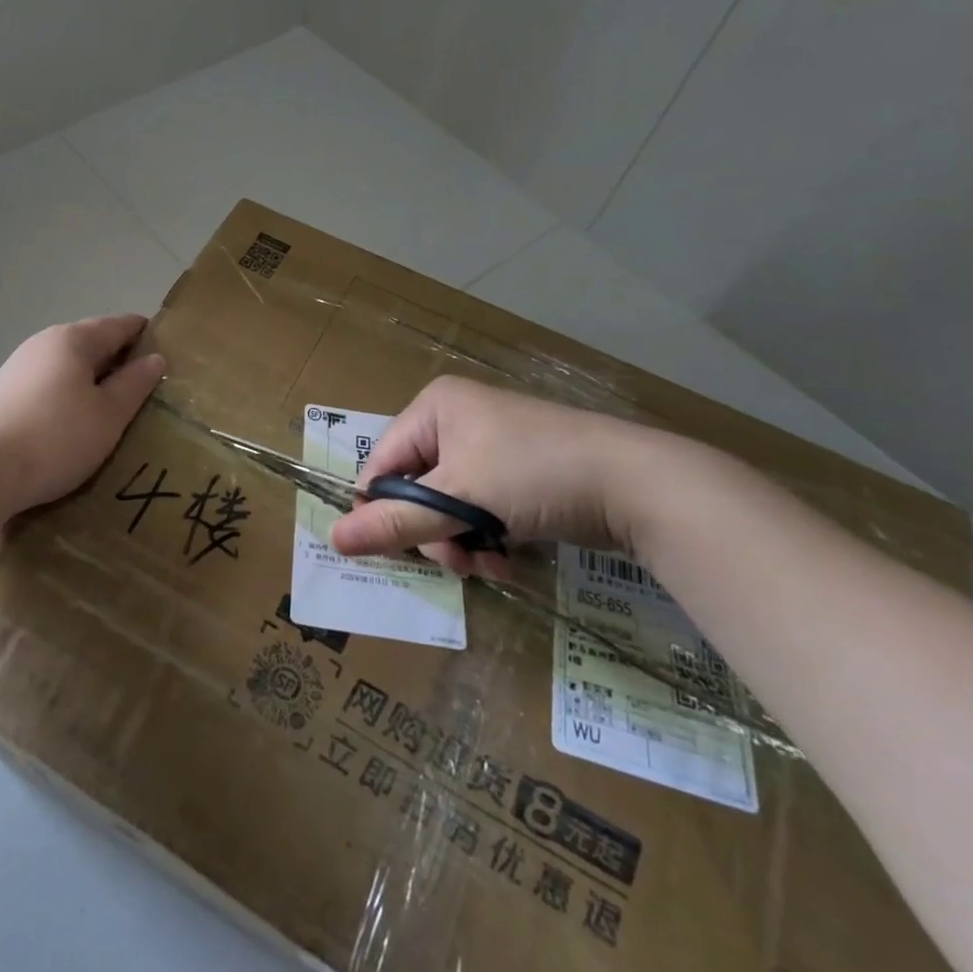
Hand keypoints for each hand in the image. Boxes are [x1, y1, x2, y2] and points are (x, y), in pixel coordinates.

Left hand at [0, 315, 165, 513]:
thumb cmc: (55, 437)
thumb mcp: (108, 415)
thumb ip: (134, 384)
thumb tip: (155, 358)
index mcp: (73, 339)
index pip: (119, 325)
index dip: (146, 335)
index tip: (169, 352)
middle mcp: (44, 344)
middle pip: (91, 344)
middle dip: (119, 362)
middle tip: (148, 390)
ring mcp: (19, 368)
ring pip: (68, 368)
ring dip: (92, 383)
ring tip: (115, 412)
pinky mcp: (3, 395)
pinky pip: (49, 387)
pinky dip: (69, 398)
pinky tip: (75, 425)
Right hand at [329, 377, 652, 578]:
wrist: (638, 483)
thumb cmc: (534, 475)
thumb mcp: (459, 501)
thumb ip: (396, 523)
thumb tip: (334, 540)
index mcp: (435, 407)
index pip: (383, 463)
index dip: (384, 510)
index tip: (399, 551)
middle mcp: (458, 419)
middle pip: (416, 487)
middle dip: (433, 532)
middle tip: (455, 562)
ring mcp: (492, 445)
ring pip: (449, 504)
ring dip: (461, 542)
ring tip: (488, 564)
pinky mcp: (520, 471)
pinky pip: (481, 508)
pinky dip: (487, 537)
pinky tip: (508, 559)